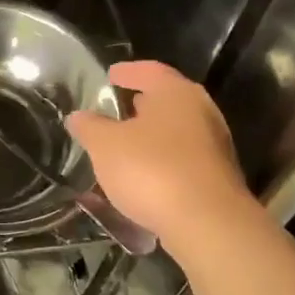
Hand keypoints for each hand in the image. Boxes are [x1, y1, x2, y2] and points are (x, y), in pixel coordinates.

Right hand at [66, 60, 251, 258]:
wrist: (206, 223)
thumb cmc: (152, 169)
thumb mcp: (105, 145)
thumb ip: (90, 127)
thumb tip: (78, 116)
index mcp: (175, 93)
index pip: (149, 71)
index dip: (127, 72)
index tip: (111, 75)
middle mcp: (201, 112)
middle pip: (167, 100)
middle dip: (142, 104)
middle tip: (117, 108)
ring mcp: (213, 146)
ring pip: (176, 131)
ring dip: (151, 135)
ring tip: (125, 144)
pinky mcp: (216, 178)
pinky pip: (181, 160)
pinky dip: (161, 160)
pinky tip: (142, 175)